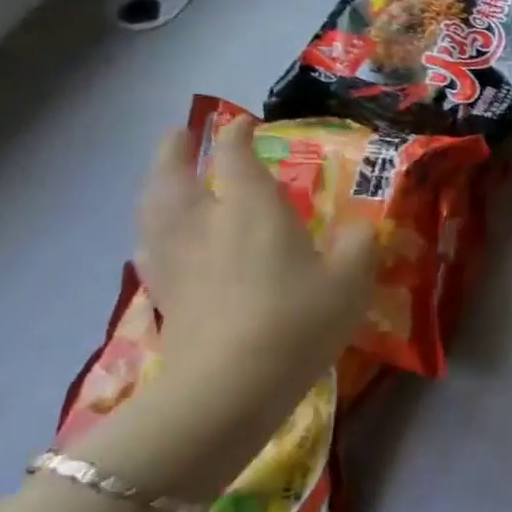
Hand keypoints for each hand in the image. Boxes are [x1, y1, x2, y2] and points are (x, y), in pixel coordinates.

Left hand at [135, 115, 376, 390]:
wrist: (228, 388)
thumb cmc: (296, 323)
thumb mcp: (350, 282)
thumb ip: (360, 245)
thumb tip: (362, 227)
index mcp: (252, 207)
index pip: (235, 154)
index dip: (237, 133)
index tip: (244, 123)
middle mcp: (206, 221)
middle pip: (175, 173)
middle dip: (176, 149)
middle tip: (179, 134)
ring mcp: (177, 258)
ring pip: (153, 207)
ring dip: (155, 183)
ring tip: (160, 176)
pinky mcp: (163, 293)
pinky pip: (148, 247)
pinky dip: (150, 230)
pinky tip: (154, 237)